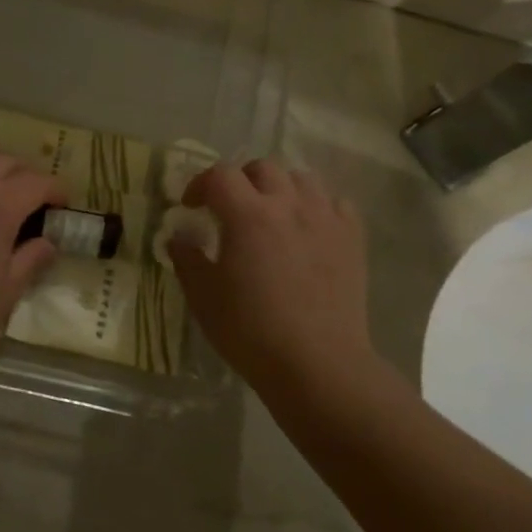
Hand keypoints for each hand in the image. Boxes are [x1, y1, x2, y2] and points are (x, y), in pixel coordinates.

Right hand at [167, 160, 374, 390]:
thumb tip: (178, 236)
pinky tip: (309, 228)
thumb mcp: (203, 297)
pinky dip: (318, 206)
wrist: (318, 364)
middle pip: (262, 168)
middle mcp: (288, 205)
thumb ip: (187, 258)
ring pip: (302, 179)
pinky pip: (336, 202)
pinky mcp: (353, 238)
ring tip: (272, 213)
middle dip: (240, 181)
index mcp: (248, 215)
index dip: (200, 184)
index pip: (219, 175)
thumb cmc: (251, 331)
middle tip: (230, 208)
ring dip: (280, 188)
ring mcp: (326, 218)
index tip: (191, 207)